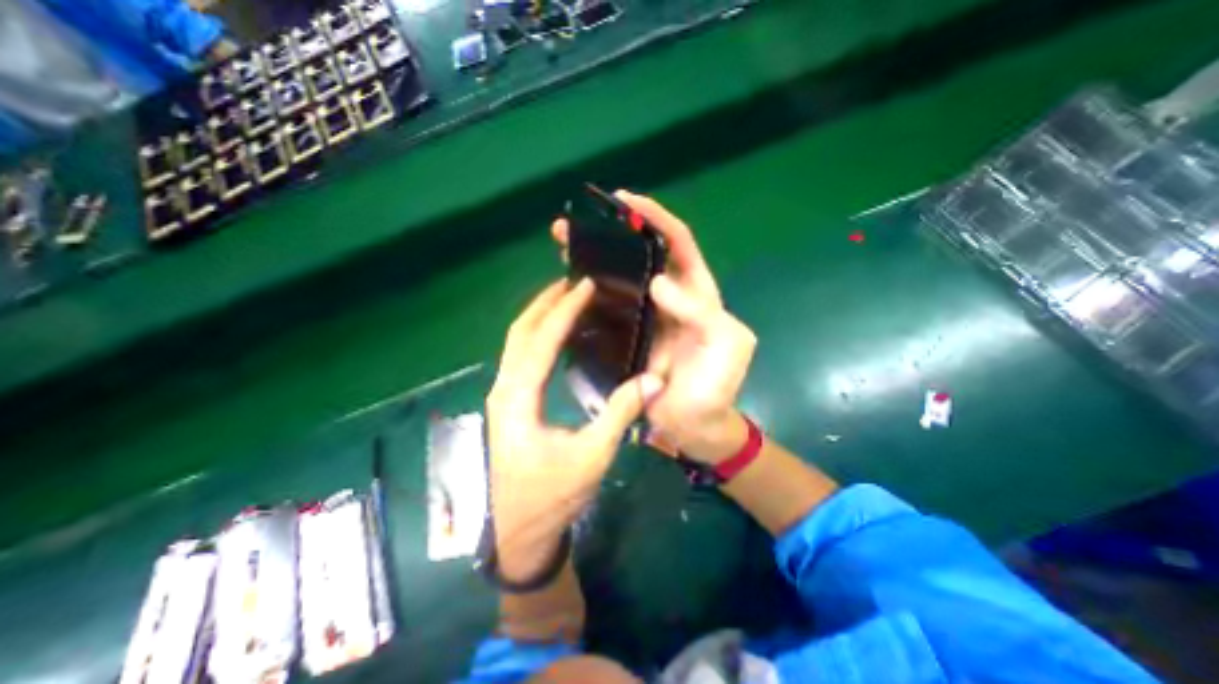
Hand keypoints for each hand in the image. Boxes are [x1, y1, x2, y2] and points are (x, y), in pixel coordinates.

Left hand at [486, 280, 662, 579]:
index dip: (564, 310)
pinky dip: (538, 335)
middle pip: (520, 332)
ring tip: (566, 297)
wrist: (520, 533)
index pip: (541, 341)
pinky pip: (521, 357)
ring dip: (539, 316)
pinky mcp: (510, 402)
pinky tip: (558, 332)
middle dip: (545, 303)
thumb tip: (653, 379)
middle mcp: (504, 388)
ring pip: (516, 342)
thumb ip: (620, 413)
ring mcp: (504, 395)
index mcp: (518, 398)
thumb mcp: (591, 456)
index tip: (585, 285)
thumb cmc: (552, 496)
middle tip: (573, 282)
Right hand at [550, 192, 758, 463]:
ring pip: (618, 278)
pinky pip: (606, 308)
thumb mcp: (728, 345)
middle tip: (577, 225)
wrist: (692, 426)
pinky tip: (568, 286)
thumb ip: (703, 313)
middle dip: (611, 234)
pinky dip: (588, 293)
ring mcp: (643, 316)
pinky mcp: (625, 335)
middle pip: (639, 255)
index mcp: (697, 293)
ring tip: (563, 246)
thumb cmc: (716, 387)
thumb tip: (658, 283)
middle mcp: (668, 297)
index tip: (624, 201)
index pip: (676, 242)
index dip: (654, 217)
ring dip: (593, 259)